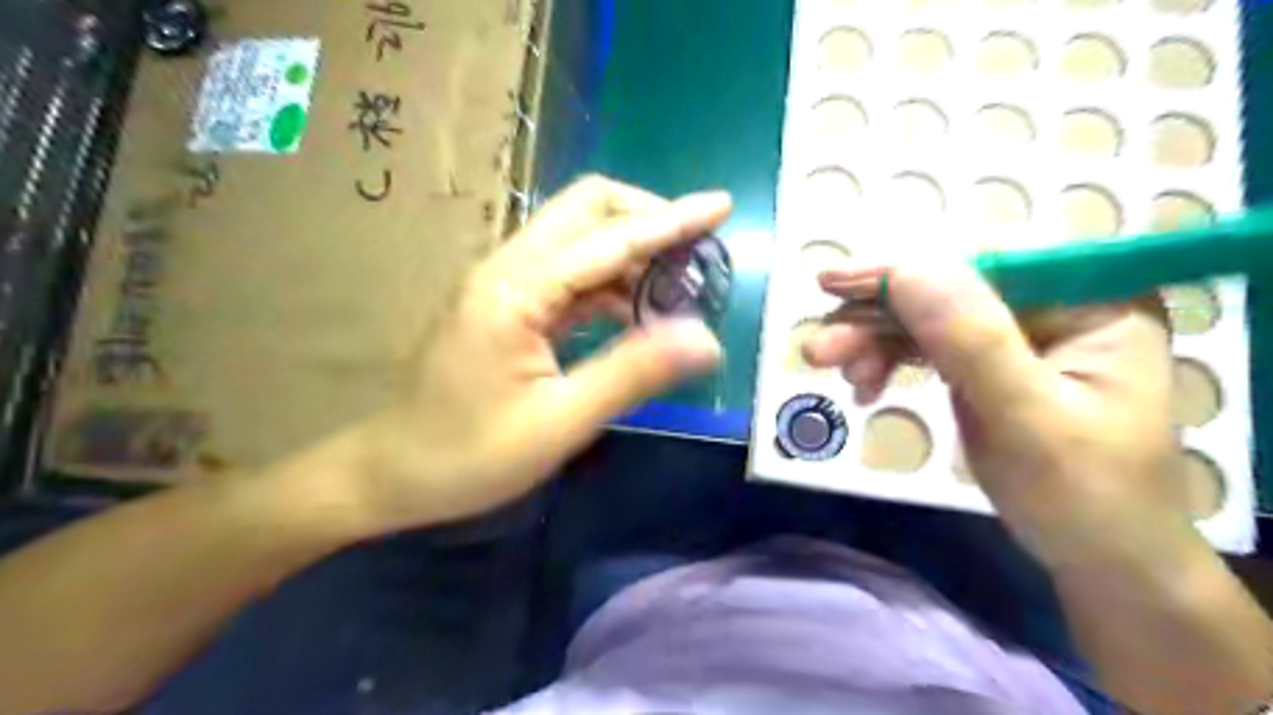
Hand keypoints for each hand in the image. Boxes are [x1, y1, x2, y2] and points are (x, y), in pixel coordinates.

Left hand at [346, 176, 724, 534]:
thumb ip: (633, 374)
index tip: (722, 206)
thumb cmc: (469, 456)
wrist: (392, 472)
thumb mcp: (559, 422)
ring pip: (579, 237)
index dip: (670, 221)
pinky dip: (610, 280)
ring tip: (678, 288)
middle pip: (586, 209)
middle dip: (648, 218)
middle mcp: (508, 268)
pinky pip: (569, 273)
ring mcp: (505, 283)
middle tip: (696, 254)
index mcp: (516, 290)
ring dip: (631, 250)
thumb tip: (705, 338)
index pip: (608, 238)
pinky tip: (635, 312)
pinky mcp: (509, 304)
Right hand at [803, 263, 1194, 567]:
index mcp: (1091, 302)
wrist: (1100, 561)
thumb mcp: (1028, 420)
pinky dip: (888, 362)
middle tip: (819, 350)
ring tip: (839, 375)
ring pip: (926, 319)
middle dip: (878, 320)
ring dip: (874, 343)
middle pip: (945, 292)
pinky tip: (866, 388)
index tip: (833, 282)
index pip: (983, 265)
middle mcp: (1054, 304)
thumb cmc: (1085, 497)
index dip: (905, 271)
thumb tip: (906, 269)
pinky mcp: (989, 362)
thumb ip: (971, 341)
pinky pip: (926, 347)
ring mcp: (1018, 334)